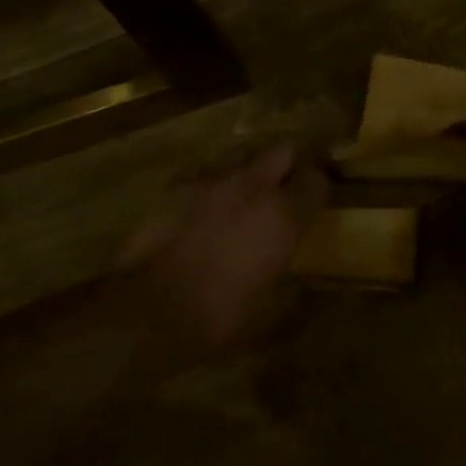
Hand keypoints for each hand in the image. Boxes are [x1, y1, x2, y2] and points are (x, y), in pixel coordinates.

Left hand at [117, 143, 325, 359]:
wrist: (147, 310)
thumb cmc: (218, 315)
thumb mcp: (267, 311)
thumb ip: (286, 281)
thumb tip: (294, 276)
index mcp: (284, 215)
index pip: (316, 179)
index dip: (318, 186)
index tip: (315, 198)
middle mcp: (254, 186)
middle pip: (282, 150)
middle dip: (286, 164)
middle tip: (281, 188)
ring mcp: (213, 181)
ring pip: (241, 158)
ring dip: (245, 174)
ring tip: (238, 199)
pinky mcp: (177, 186)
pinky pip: (203, 176)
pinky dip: (208, 189)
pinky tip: (199, 212)